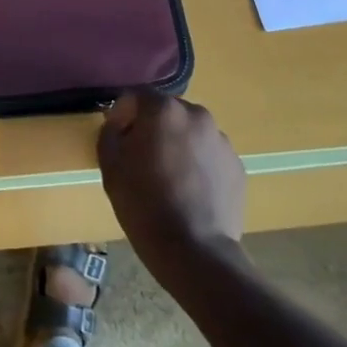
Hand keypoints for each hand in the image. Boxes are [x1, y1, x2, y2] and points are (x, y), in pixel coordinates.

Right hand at [98, 90, 244, 283]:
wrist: (195, 250)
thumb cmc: (144, 204)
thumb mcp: (110, 166)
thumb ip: (110, 132)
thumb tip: (119, 125)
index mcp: (164, 110)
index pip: (137, 96)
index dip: (122, 113)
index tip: (117, 137)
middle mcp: (197, 115)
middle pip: (167, 112)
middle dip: (152, 127)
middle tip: (141, 158)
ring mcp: (221, 141)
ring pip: (190, 133)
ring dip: (177, 145)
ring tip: (168, 178)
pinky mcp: (237, 166)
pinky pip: (209, 155)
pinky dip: (197, 164)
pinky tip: (189, 192)